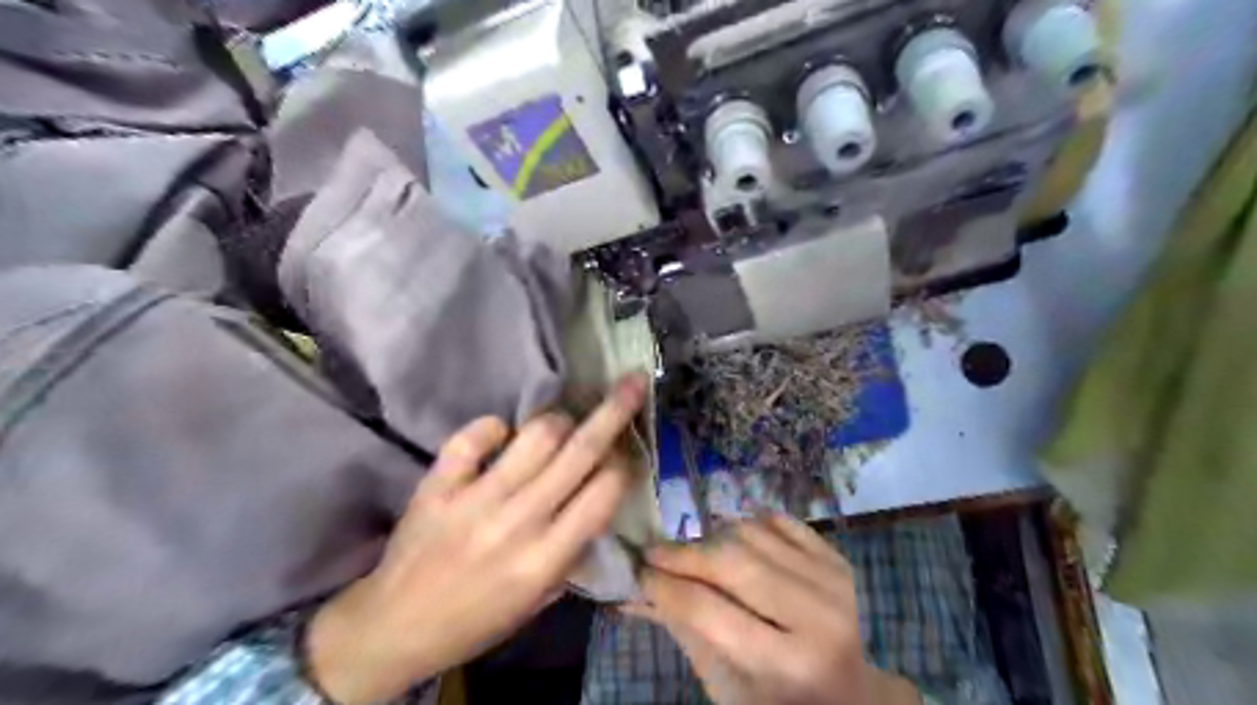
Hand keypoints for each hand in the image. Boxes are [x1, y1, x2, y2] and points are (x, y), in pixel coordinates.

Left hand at [300, 373, 640, 701]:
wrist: (394, 627)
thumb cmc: (478, 618)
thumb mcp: (540, 599)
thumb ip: (574, 548)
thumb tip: (599, 494)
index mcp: (546, 559)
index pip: (604, 492)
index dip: (623, 463)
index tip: (625, 452)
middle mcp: (517, 522)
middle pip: (579, 452)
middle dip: (614, 411)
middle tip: (633, 381)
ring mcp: (474, 499)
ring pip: (535, 435)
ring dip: (557, 421)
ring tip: (559, 427)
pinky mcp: (438, 484)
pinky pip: (474, 436)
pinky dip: (494, 427)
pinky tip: (500, 435)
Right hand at [633, 515, 921, 703]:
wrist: (850, 695)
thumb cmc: (777, 700)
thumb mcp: (725, 684)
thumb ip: (682, 631)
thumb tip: (631, 593)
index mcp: (787, 664)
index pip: (709, 611)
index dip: (666, 586)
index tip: (638, 572)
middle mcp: (817, 617)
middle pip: (732, 562)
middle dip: (683, 554)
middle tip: (653, 552)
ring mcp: (832, 581)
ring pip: (751, 533)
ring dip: (713, 539)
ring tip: (698, 557)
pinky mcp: (837, 559)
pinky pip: (777, 521)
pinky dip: (748, 526)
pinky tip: (737, 545)